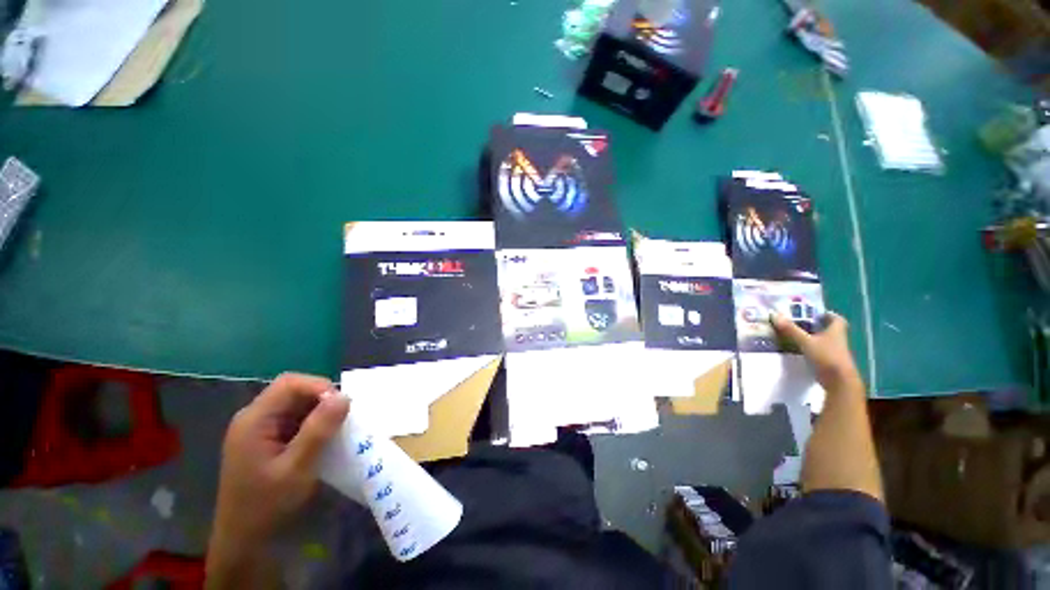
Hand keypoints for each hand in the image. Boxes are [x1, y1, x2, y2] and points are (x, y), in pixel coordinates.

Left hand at [209, 373, 348, 555]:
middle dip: (322, 399)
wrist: (244, 541)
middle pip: (292, 391)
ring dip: (319, 412)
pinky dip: (313, 423)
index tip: (342, 405)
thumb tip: (345, 396)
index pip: (290, 384)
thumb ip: (319, 430)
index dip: (319, 387)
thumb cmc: (267, 506)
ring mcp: (258, 429)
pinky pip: (294, 419)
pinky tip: (322, 439)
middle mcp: (253, 418)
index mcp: (254, 420)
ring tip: (336, 429)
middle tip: (342, 418)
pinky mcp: (266, 440)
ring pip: (296, 404)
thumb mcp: (297, 469)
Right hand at [771, 312, 862, 390]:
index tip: (814, 314)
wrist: (839, 382)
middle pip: (828, 330)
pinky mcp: (830, 363)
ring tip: (795, 337)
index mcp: (836, 331)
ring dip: (812, 339)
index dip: (827, 315)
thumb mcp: (805, 342)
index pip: (836, 319)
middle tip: (799, 324)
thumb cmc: (826, 356)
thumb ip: (791, 329)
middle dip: (816, 326)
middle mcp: (838, 340)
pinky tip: (799, 351)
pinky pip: (820, 352)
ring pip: (824, 341)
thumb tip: (774, 315)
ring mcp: (835, 352)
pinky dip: (811, 350)